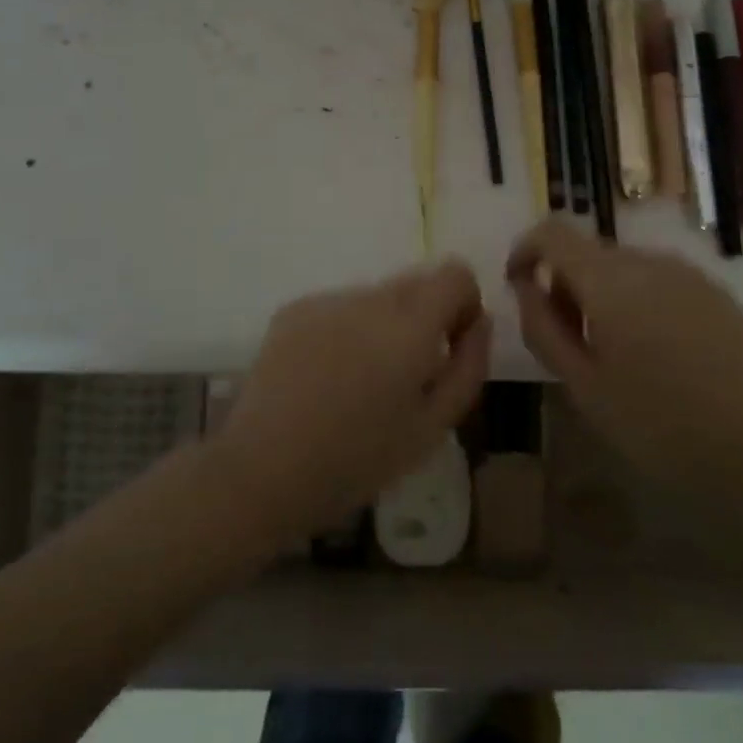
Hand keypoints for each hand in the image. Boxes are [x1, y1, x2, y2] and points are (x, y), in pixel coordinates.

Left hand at [212, 260, 491, 546]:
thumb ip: (469, 366)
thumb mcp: (433, 427)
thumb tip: (481, 321)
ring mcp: (326, 300)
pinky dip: (347, 330)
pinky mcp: (293, 309)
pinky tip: (327, 376)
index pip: (455, 272)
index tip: (451, 346)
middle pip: (416, 281)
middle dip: (426, 317)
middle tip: (408, 373)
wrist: (262, 469)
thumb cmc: (358, 460)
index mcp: (409, 326)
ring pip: (376, 296)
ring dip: (384, 325)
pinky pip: (339, 307)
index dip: (463, 304)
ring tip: (361, 381)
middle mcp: (368, 298)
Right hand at [505, 220, 742, 489]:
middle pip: (589, 251)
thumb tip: (526, 288)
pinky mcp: (717, 292)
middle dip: (564, 283)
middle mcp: (648, 261)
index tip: (519, 287)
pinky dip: (638, 300)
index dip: (526, 250)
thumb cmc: (661, 426)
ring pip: (624, 267)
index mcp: (609, 280)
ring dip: (602, 294)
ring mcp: (689, 274)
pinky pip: (659, 281)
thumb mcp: (583, 386)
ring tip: (611, 353)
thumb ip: (544, 328)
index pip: (552, 232)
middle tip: (566, 341)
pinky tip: (656, 354)